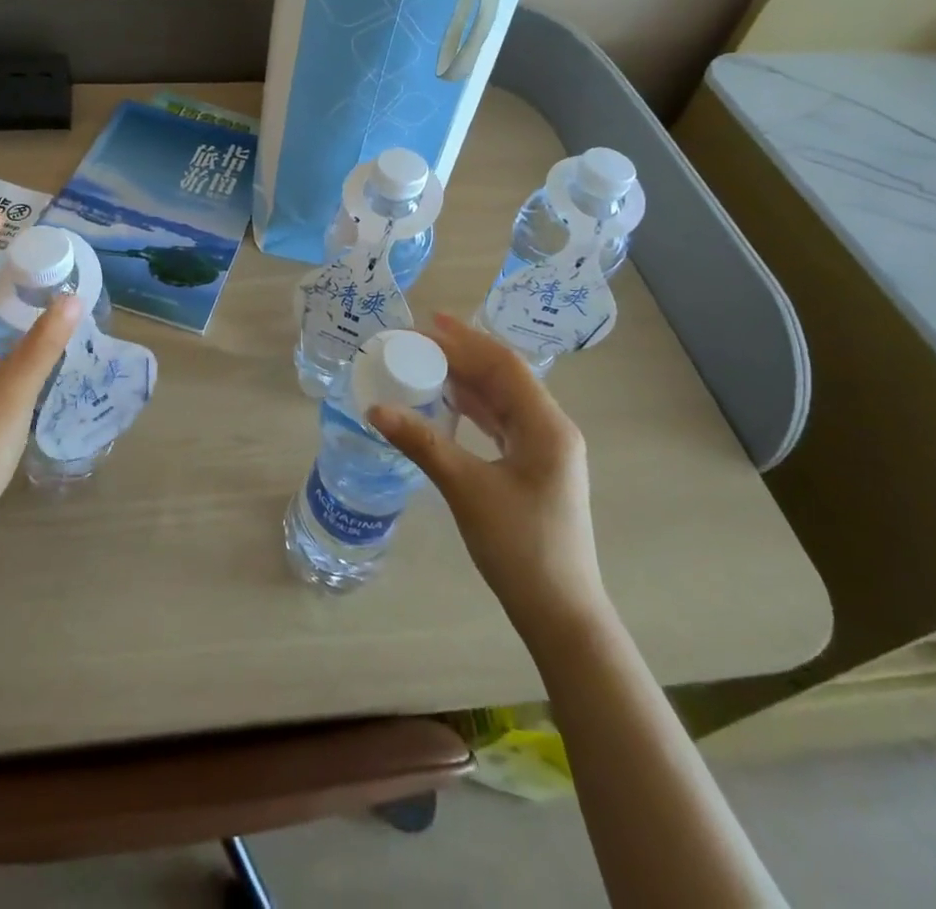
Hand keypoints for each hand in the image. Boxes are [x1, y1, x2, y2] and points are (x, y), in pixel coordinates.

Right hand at [369, 314, 606, 626]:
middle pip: (505, 377)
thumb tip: (375, 407)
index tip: (427, 322)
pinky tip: (449, 404)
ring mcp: (546, 451)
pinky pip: (502, 423)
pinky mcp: (535, 470)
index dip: (465, 340)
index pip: (503, 365)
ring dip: (468, 380)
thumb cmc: (519, 546)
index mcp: (546, 425)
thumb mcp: (466, 489)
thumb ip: (422, 442)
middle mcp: (551, 429)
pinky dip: (474, 408)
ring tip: (427, 362)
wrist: (560, 614)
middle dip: (464, 355)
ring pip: (504, 400)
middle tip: (419, 339)